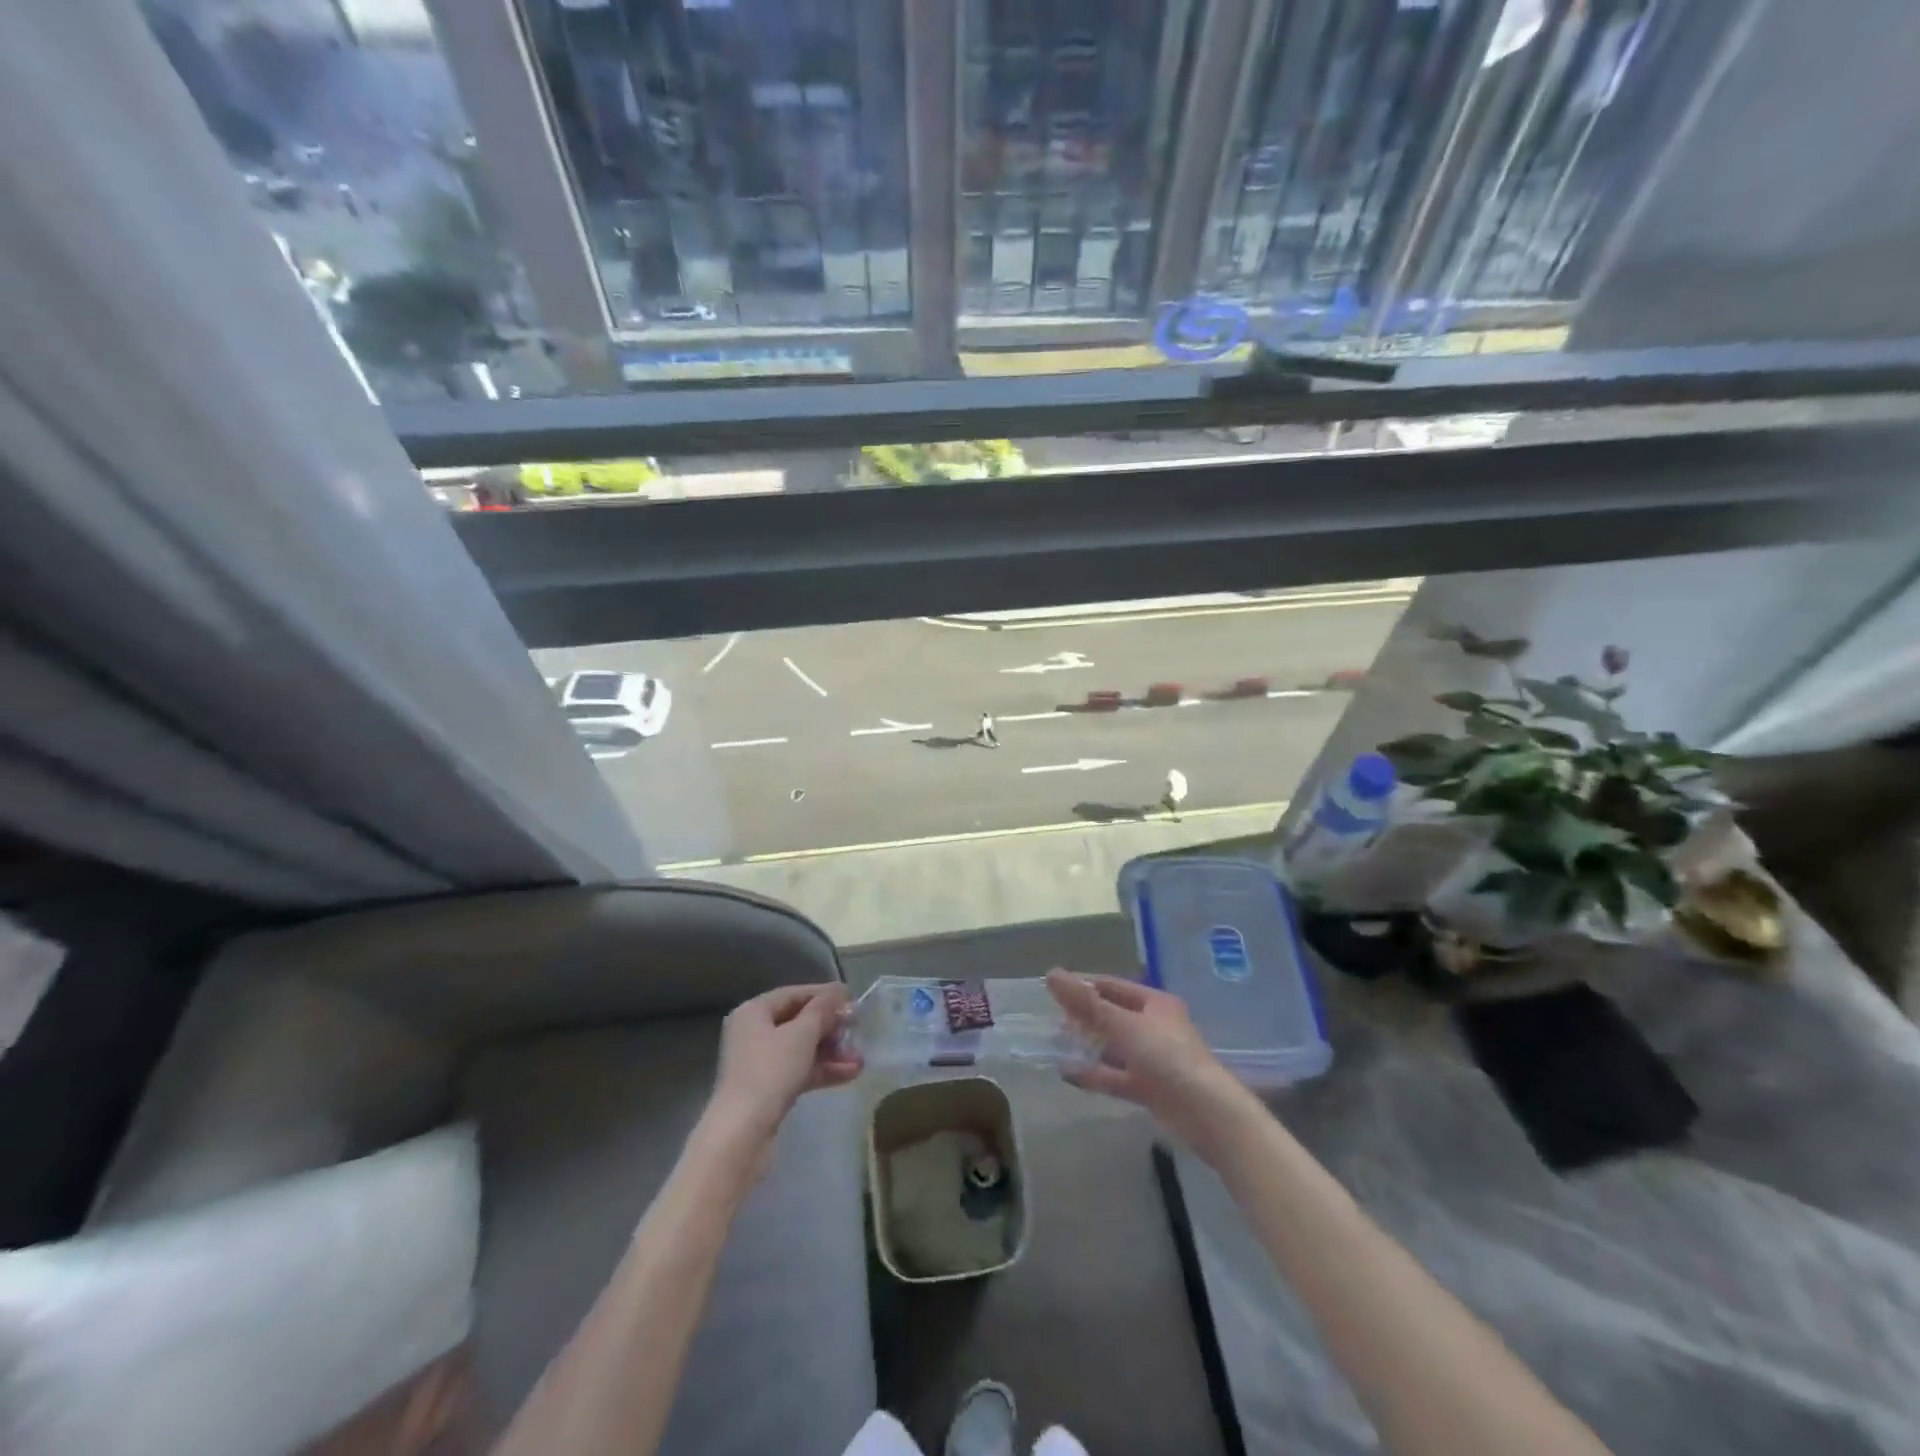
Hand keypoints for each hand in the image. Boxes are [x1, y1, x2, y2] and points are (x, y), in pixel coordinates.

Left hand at [707, 984, 861, 1150]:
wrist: (742, 1135)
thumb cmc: (770, 1072)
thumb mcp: (802, 1034)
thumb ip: (822, 1010)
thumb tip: (838, 993)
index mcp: (754, 1012)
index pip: (794, 994)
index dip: (824, 994)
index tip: (852, 998)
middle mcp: (753, 1033)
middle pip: (798, 1022)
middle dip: (831, 1028)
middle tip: (858, 1031)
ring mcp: (759, 1063)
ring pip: (801, 1049)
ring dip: (831, 1052)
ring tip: (860, 1059)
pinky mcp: (767, 1090)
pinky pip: (799, 1071)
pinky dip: (822, 1071)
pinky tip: (850, 1074)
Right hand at [1046, 970, 1248, 1155]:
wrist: (1207, 1113)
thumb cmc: (1167, 1056)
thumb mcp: (1123, 1025)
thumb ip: (1086, 1003)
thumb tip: (1051, 974)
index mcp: (1154, 1003)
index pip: (1113, 987)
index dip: (1084, 987)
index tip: (1054, 993)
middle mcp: (1154, 1026)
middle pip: (1112, 1016)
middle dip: (1083, 1019)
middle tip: (1052, 1022)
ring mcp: (1153, 1059)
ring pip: (1113, 1047)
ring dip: (1088, 1047)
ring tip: (1055, 1046)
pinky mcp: (1150, 1088)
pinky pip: (1116, 1076)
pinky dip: (1095, 1074)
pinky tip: (1068, 1074)